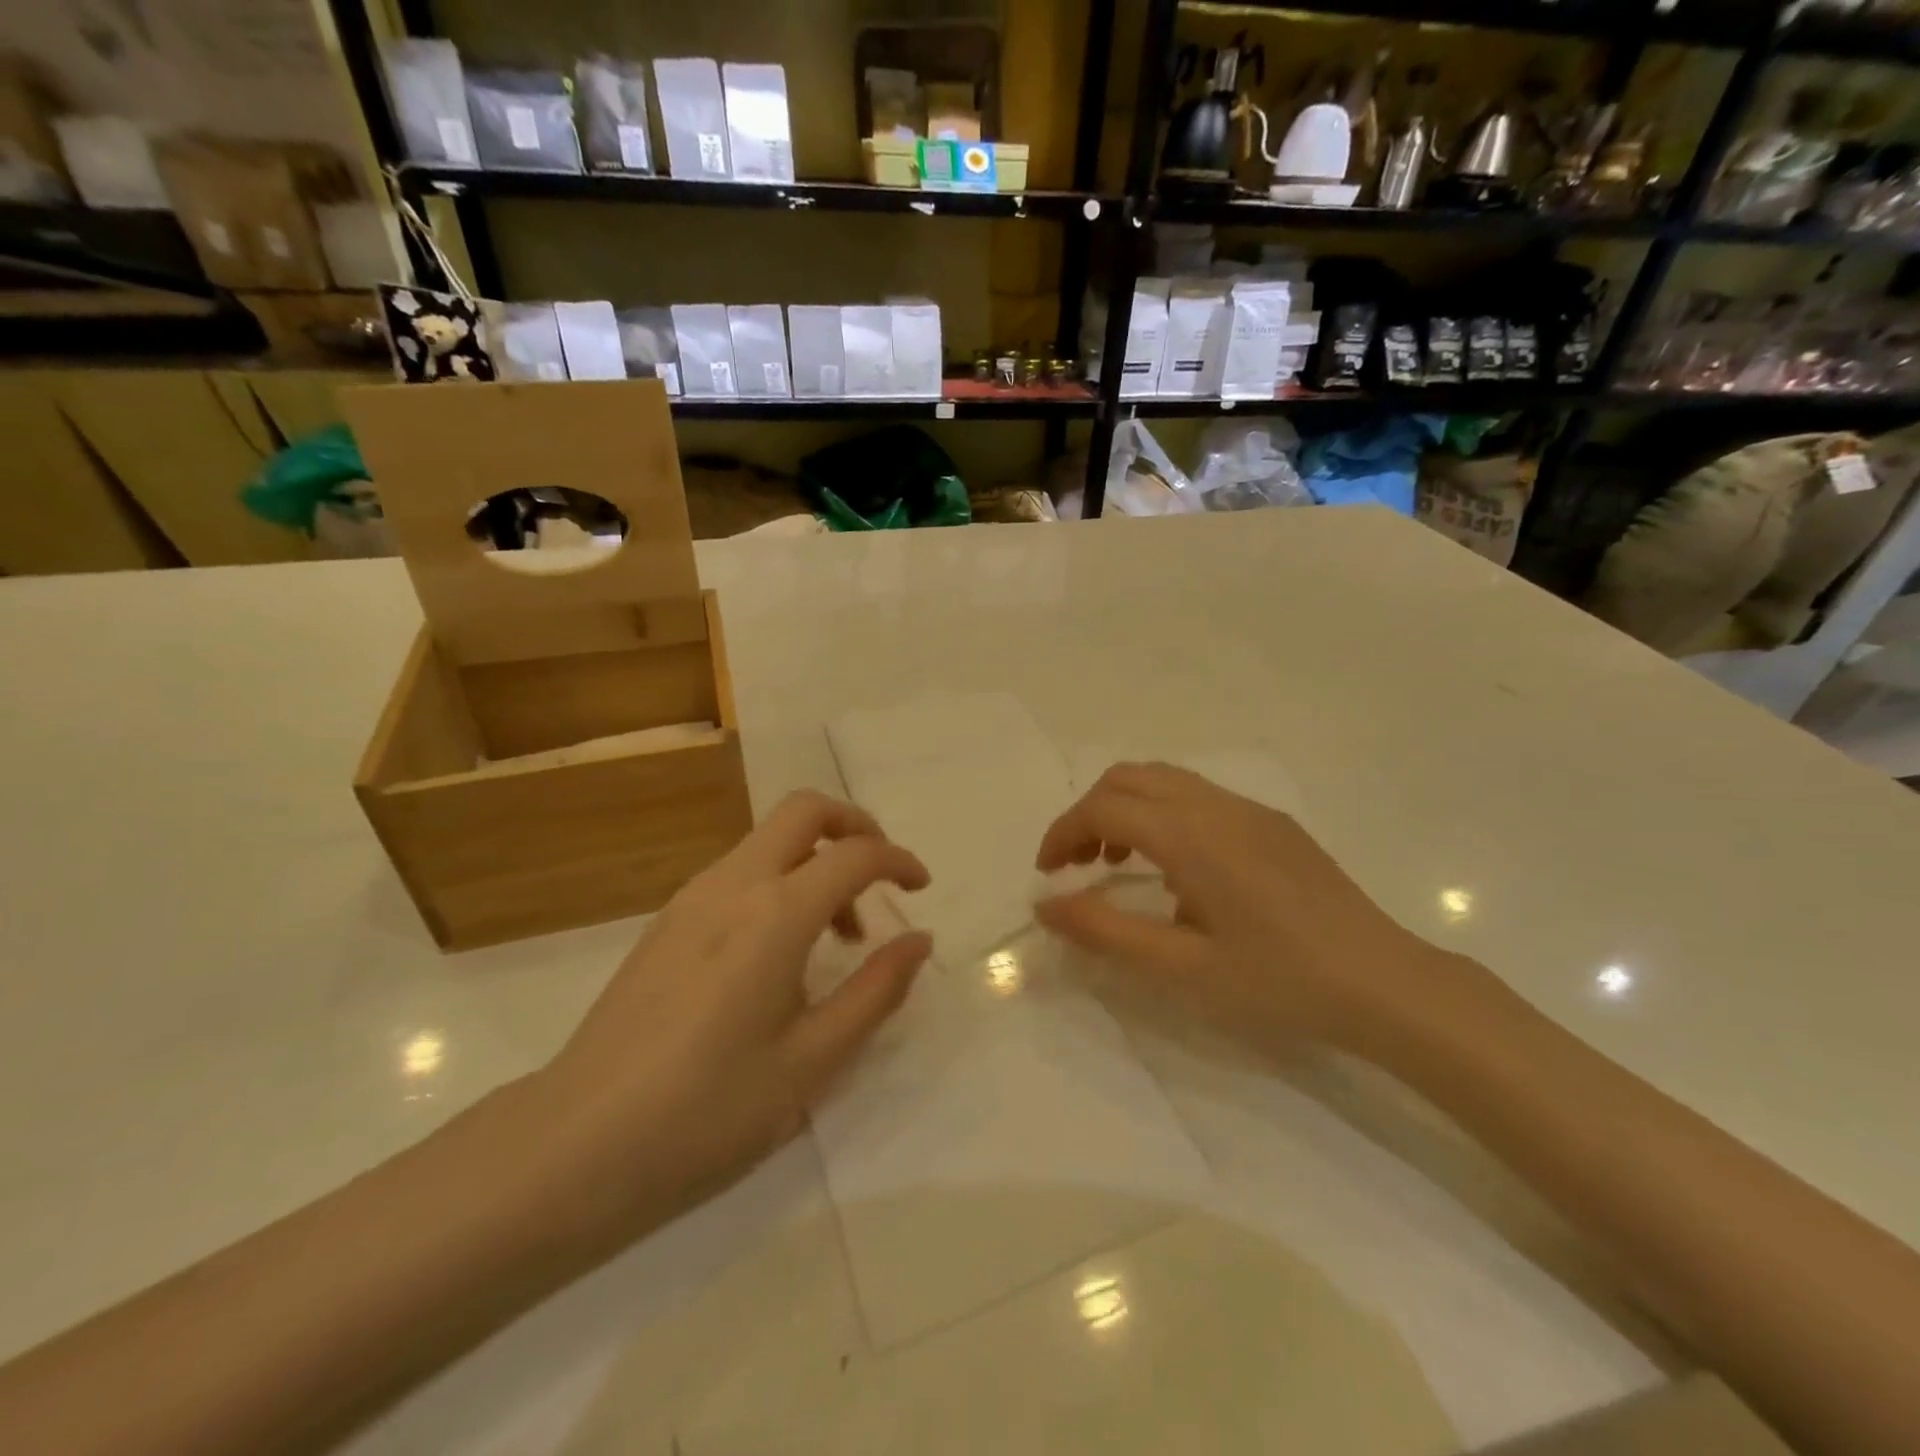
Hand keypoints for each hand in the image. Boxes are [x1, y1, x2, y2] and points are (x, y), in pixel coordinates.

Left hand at [530, 791, 931, 1238]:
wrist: (577, 1144)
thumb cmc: (708, 1110)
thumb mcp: (812, 1061)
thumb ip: (875, 991)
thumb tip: (919, 940)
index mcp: (774, 915)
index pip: (854, 854)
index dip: (898, 860)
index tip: (921, 889)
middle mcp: (733, 885)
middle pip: (803, 810)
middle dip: (854, 826)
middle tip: (881, 877)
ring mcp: (692, 898)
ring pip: (769, 839)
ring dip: (816, 860)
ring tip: (835, 937)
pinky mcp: (667, 920)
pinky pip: (740, 871)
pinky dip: (780, 882)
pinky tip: (780, 952)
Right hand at [1034, 762, 1460, 1056]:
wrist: (1384, 983)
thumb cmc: (1279, 981)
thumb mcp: (1182, 968)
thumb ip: (1105, 931)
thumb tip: (1045, 905)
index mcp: (1191, 835)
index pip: (1103, 808)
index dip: (1062, 833)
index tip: (1047, 874)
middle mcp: (1216, 805)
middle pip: (1128, 778)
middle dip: (1088, 813)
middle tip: (1076, 865)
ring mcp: (1249, 809)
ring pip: (1163, 780)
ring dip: (1125, 809)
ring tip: (1116, 865)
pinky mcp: (1272, 823)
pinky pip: (1197, 796)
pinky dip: (1161, 813)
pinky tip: (1174, 869)